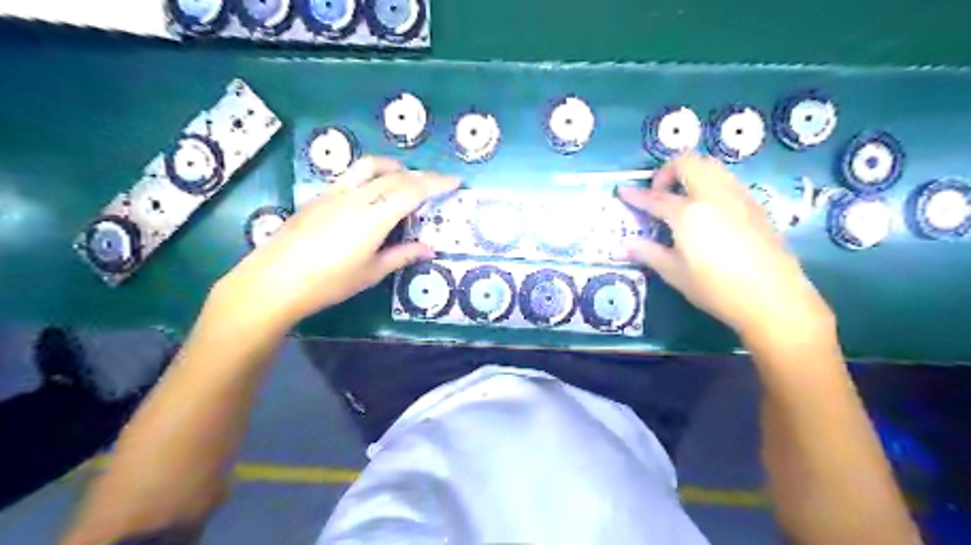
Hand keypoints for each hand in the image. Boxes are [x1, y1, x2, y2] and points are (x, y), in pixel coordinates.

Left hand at [211, 155, 460, 328]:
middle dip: (422, 175)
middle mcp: (356, 197)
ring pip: (370, 166)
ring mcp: (335, 193)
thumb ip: (402, 256)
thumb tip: (429, 248)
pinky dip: (373, 175)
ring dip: (394, 167)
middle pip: (395, 175)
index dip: (436, 183)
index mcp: (374, 217)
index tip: (455, 181)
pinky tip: (373, 192)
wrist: (275, 280)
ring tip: (405, 178)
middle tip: (438, 183)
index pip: (412, 191)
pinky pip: (353, 175)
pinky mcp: (319, 196)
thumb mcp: (371, 273)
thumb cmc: (328, 282)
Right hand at [622, 151, 834, 342]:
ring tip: (682, 199)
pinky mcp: (755, 205)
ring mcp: (737, 197)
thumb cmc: (716, 288)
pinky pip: (727, 180)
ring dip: (690, 174)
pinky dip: (709, 183)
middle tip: (659, 195)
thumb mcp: (675, 273)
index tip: (622, 192)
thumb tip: (621, 245)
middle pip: (687, 162)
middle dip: (667, 171)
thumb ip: (647, 252)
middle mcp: (713, 195)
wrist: (773, 297)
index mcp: (688, 213)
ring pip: (711, 166)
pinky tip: (708, 211)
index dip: (636, 195)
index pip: (655, 197)